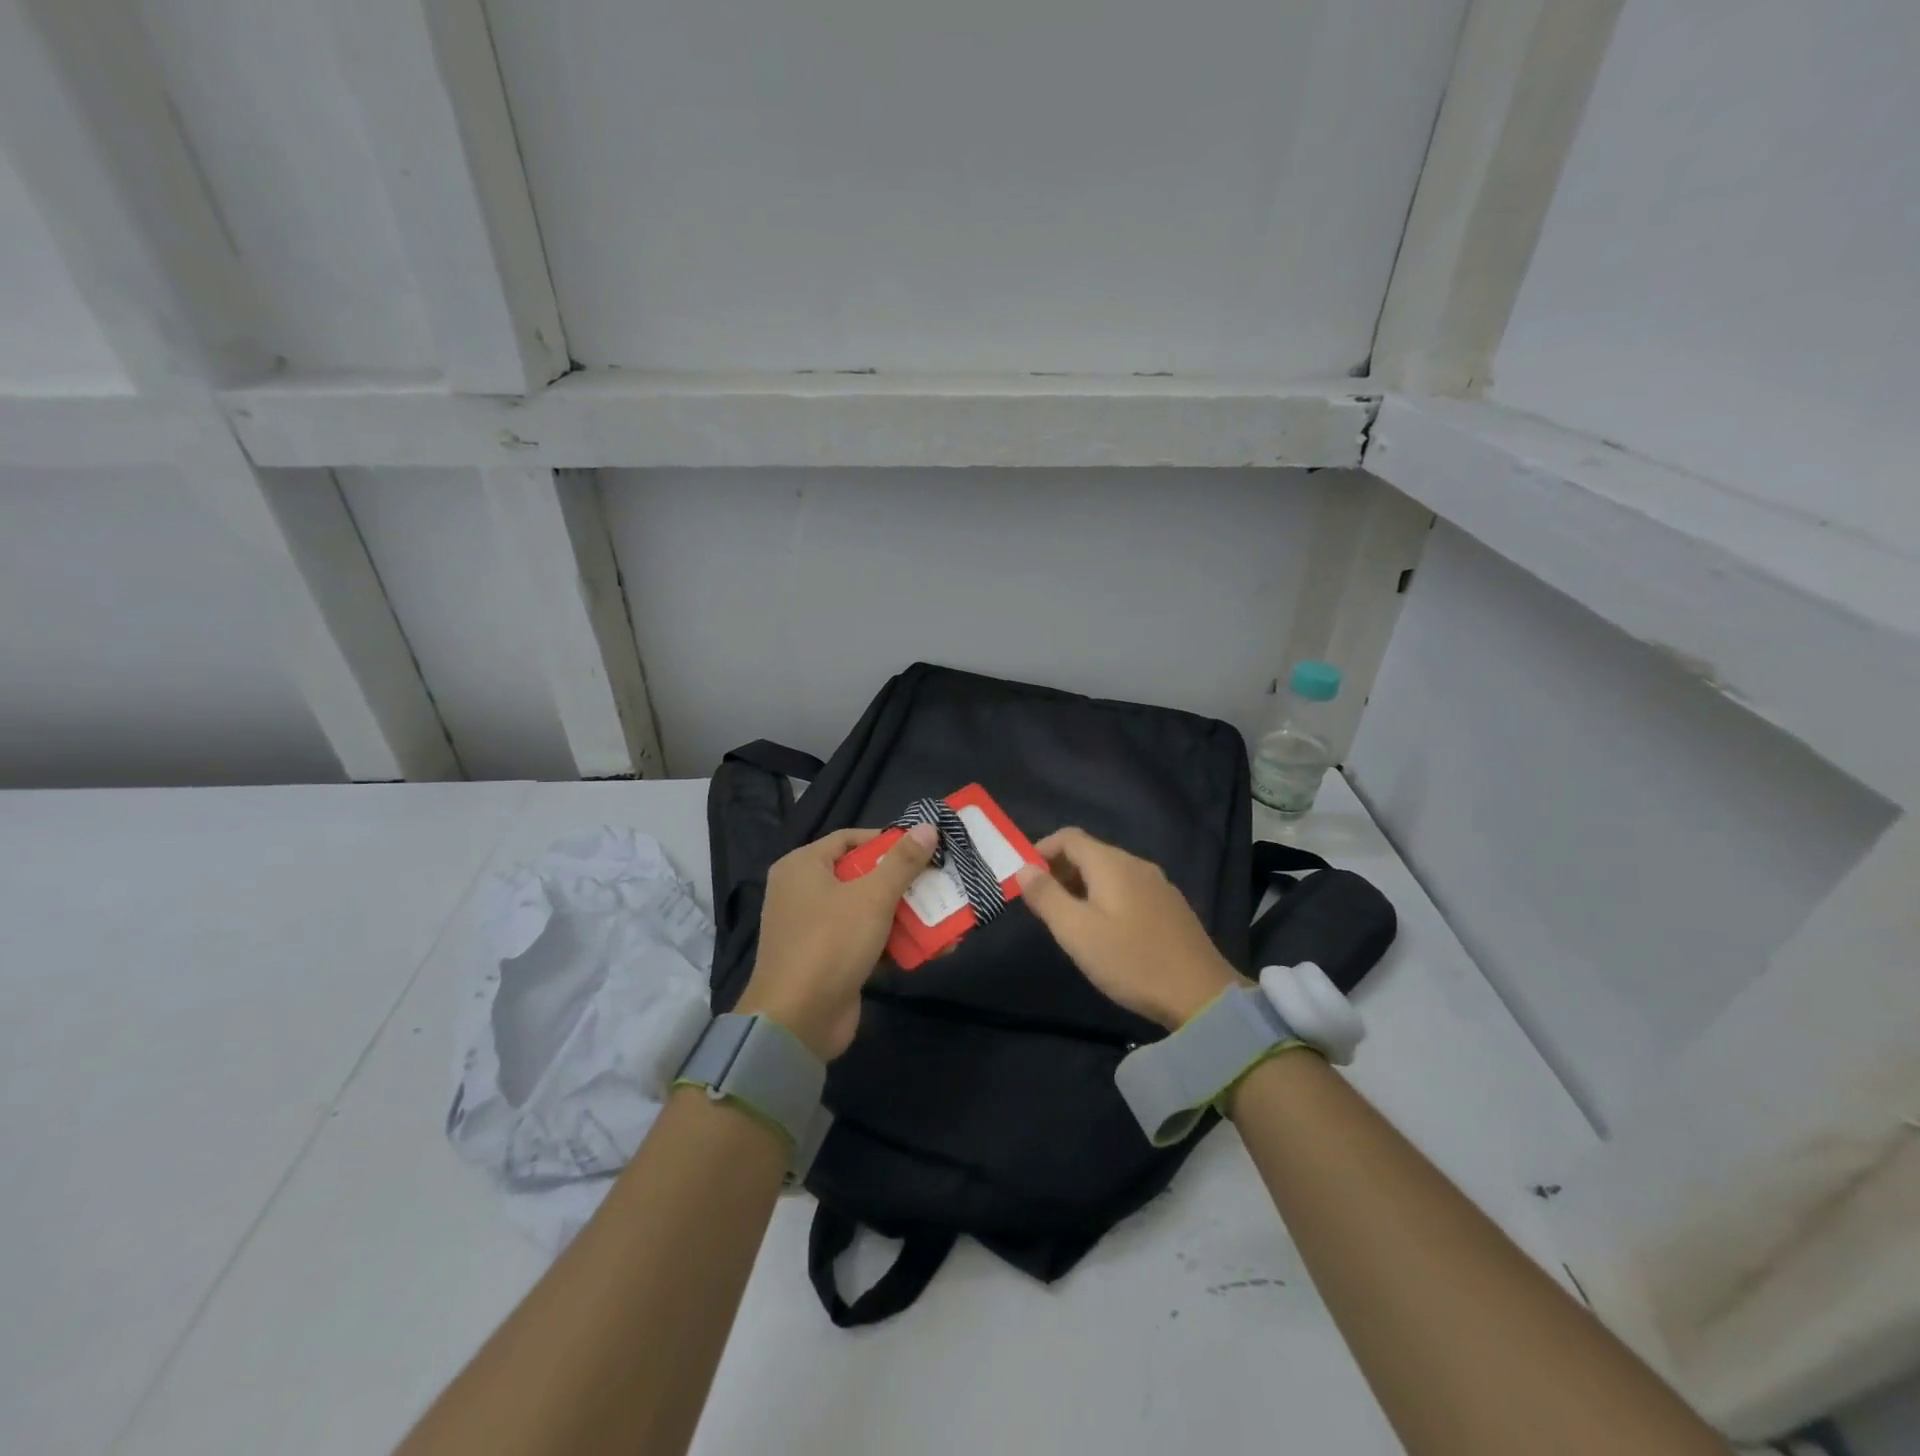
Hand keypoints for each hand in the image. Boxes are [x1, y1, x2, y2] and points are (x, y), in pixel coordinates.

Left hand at [734, 823, 938, 1060]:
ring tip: (945, 914)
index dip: (887, 841)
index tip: (923, 848)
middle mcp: (803, 892)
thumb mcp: (872, 897)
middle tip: (940, 880)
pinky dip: (893, 942)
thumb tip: (928, 827)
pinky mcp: (828, 960)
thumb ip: (902, 862)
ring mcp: (814, 929)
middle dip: (904, 881)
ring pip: (867, 910)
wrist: (797, 1022)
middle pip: (861, 875)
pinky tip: (930, 947)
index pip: (850, 839)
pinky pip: (865, 940)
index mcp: (802, 867)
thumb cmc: (830, 944)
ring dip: (906, 914)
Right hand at [1016, 827, 1243, 1029]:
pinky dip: (1106, 898)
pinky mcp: (1171, 907)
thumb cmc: (1131, 960)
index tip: (1025, 878)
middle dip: (1060, 871)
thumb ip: (1046, 896)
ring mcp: (1158, 885)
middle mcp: (1136, 864)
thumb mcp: (1076, 932)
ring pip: (1110, 873)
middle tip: (1043, 905)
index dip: (1041, 850)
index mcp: (1111, 864)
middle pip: (1089, 853)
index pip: (1068, 837)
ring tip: (1070, 921)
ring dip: (1082, 887)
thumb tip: (1024, 868)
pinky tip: (1106, 932)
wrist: (1202, 995)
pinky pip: (1129, 889)